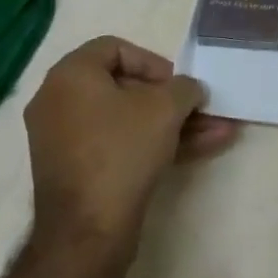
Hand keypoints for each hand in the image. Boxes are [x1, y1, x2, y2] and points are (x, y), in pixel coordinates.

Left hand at [23, 36, 238, 262]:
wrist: (87, 229)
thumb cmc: (122, 150)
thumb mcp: (166, 108)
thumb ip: (184, 87)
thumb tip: (189, 90)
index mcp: (70, 75)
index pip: (114, 48)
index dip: (153, 61)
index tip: (177, 84)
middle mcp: (59, 101)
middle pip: (124, 87)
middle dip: (171, 99)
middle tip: (199, 109)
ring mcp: (65, 139)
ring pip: (127, 120)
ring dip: (173, 124)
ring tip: (218, 132)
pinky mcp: (77, 171)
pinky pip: (118, 144)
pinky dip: (153, 144)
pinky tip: (201, 150)